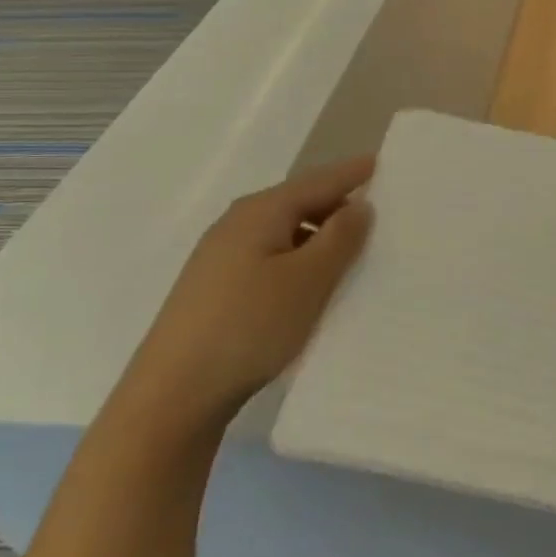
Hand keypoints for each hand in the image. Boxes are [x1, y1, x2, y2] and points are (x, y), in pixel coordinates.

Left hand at [123, 156, 374, 433]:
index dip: (351, 173)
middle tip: (379, 212)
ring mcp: (221, 257)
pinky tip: (311, 283)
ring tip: (353, 251)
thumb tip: (359, 205)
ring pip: (284, 232)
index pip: (318, 181)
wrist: (173, 394)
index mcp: (261, 212)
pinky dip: (299, 259)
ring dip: (319, 236)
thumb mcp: (308, 280)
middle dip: (336, 204)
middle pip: (298, 203)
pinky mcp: (216, 288)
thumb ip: (340, 238)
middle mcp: (237, 224)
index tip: (382, 162)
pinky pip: (270, 257)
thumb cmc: (249, 326)